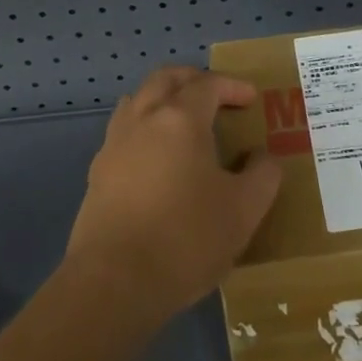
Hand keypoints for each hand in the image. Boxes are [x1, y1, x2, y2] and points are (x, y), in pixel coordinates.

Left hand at [65, 67, 281, 323]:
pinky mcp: (97, 172)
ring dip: (163, 99)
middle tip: (216, 95)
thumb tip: (264, 157)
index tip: (251, 98)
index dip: (232, 86)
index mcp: (180, 119)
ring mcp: (115, 143)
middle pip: (165, 79)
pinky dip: (144, 129)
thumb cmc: (186, 239)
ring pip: (138, 100)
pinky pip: (123, 132)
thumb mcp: (243, 211)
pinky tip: (156, 159)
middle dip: (193, 79)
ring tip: (183, 121)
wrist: (114, 282)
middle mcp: (143, 119)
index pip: (207, 84)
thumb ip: (262, 176)